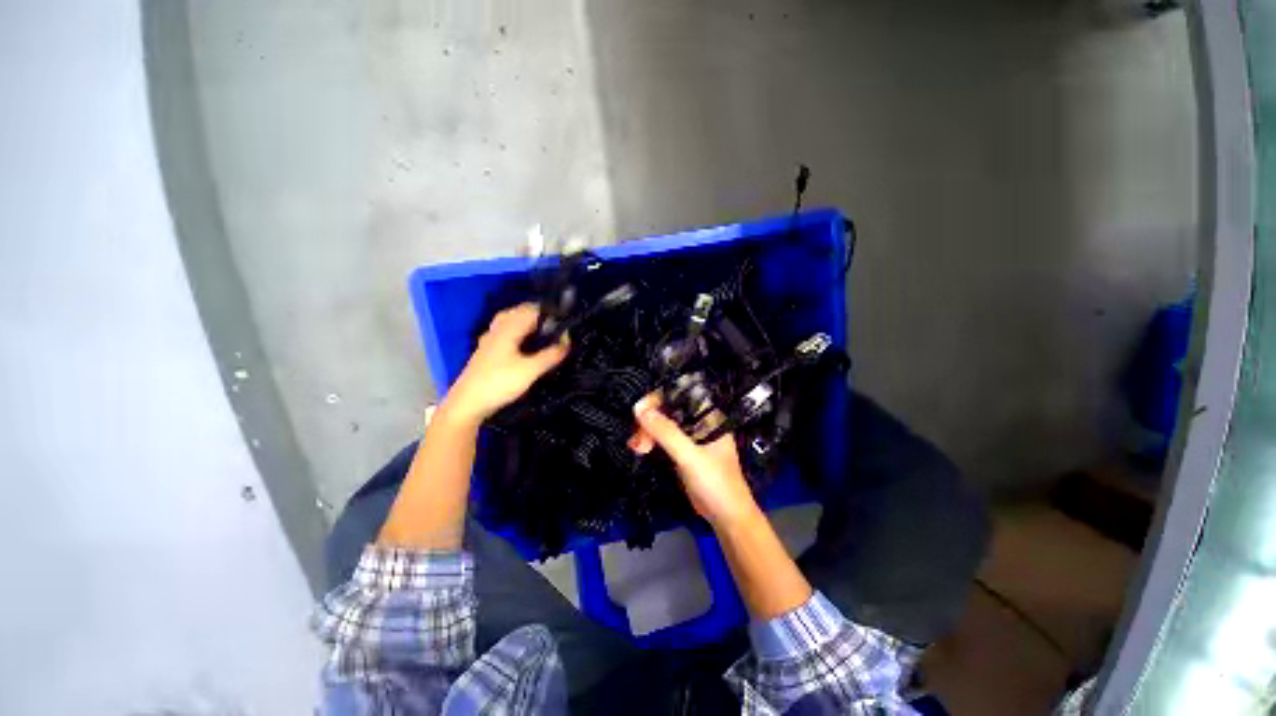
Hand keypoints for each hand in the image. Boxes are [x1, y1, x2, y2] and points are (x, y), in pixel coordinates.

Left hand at [444, 303, 568, 422]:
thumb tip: (567, 341)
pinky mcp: (485, 353)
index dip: (548, 312)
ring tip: (540, 331)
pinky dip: (515, 333)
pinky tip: (521, 345)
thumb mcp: (531, 370)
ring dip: (524, 323)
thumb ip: (551, 355)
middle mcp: (497, 331)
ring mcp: (489, 342)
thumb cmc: (500, 383)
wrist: (467, 403)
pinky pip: (503, 334)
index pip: (530, 310)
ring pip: (508, 323)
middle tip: (553, 324)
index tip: (564, 320)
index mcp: (508, 330)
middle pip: (517, 313)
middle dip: (535, 314)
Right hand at [630, 393, 759, 527]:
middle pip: (667, 408)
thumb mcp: (690, 457)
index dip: (657, 398)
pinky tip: (639, 449)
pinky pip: (662, 438)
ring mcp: (690, 436)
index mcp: (709, 415)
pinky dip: (650, 441)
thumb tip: (639, 409)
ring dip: (646, 431)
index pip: (680, 394)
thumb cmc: (716, 483)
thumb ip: (666, 433)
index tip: (639, 412)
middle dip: (649, 420)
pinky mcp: (682, 450)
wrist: (727, 518)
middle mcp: (699, 421)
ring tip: (637, 448)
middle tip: (637, 439)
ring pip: (662, 423)